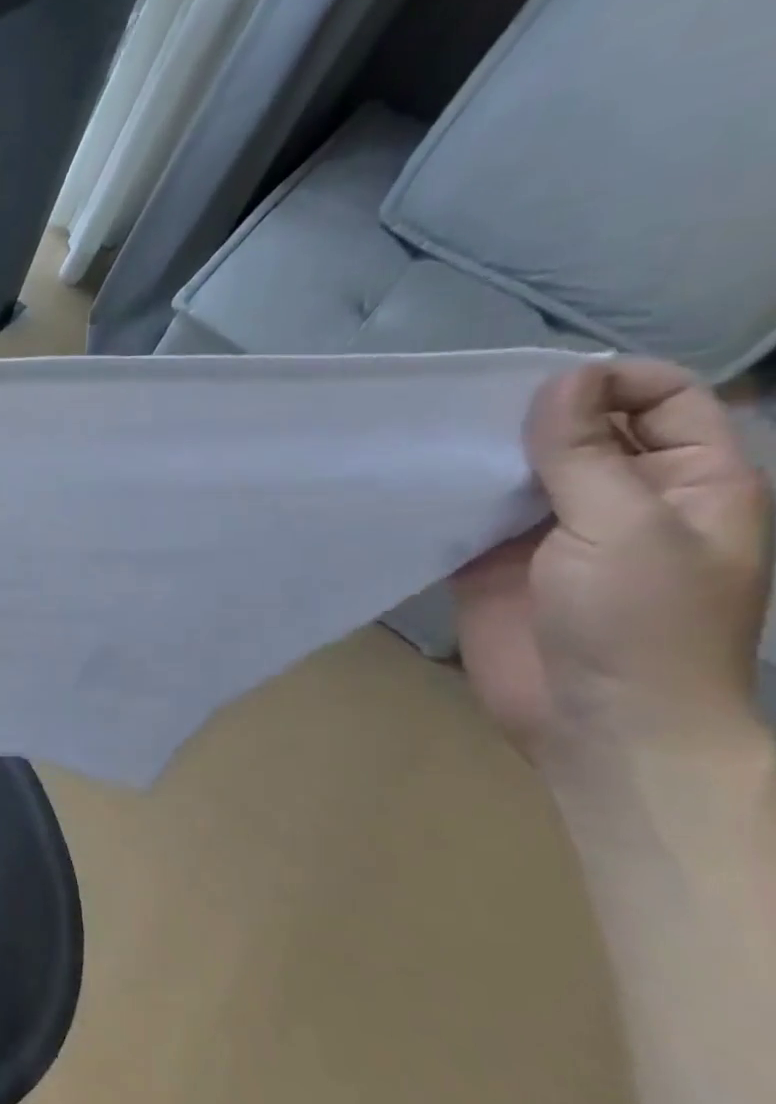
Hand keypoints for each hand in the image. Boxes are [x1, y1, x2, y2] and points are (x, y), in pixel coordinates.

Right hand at [454, 359, 770, 769]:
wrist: (596, 722)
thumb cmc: (639, 624)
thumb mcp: (625, 527)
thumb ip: (587, 453)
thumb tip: (558, 381)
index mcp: (688, 481)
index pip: (662, 399)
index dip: (608, 382)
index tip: (534, 391)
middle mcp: (622, 498)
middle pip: (581, 431)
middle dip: (529, 416)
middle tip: (464, 413)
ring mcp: (553, 534)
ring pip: (519, 473)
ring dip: (481, 457)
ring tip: (429, 442)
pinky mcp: (495, 564)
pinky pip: (471, 519)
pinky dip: (448, 500)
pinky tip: (414, 486)